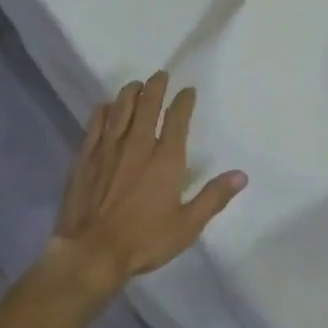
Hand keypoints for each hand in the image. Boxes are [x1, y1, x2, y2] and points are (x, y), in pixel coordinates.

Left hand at [47, 71, 246, 291]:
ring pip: (120, 110)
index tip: (188, 90)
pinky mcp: (85, 158)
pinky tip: (104, 106)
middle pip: (147, 106)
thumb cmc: (144, 240)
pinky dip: (102, 112)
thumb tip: (241, 175)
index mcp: (166, 159)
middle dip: (156, 87)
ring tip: (135, 84)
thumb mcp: (187, 225)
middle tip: (160, 75)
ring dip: (130, 93)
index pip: (177, 119)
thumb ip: (213, 197)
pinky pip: (94, 126)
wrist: (92, 252)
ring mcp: (108, 149)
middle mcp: (138, 145)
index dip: (184, 101)